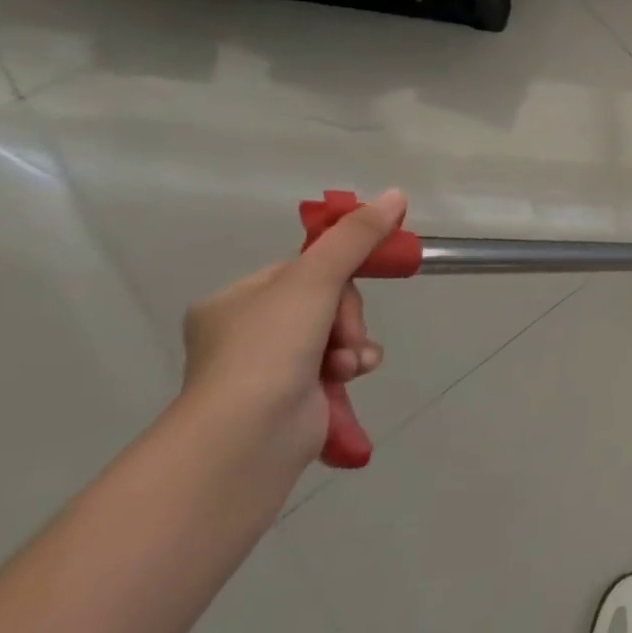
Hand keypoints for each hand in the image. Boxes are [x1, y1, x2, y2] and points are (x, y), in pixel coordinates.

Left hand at [180, 189, 404, 461]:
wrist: (246, 438)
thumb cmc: (269, 348)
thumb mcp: (315, 278)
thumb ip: (356, 237)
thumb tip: (396, 194)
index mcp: (234, 301)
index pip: (304, 269)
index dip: (338, 273)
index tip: (358, 277)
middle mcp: (246, 333)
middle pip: (326, 300)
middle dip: (347, 316)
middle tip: (343, 334)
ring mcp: (268, 370)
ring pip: (337, 334)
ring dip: (354, 343)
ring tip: (349, 364)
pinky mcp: (292, 399)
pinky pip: (337, 366)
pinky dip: (352, 367)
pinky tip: (352, 376)